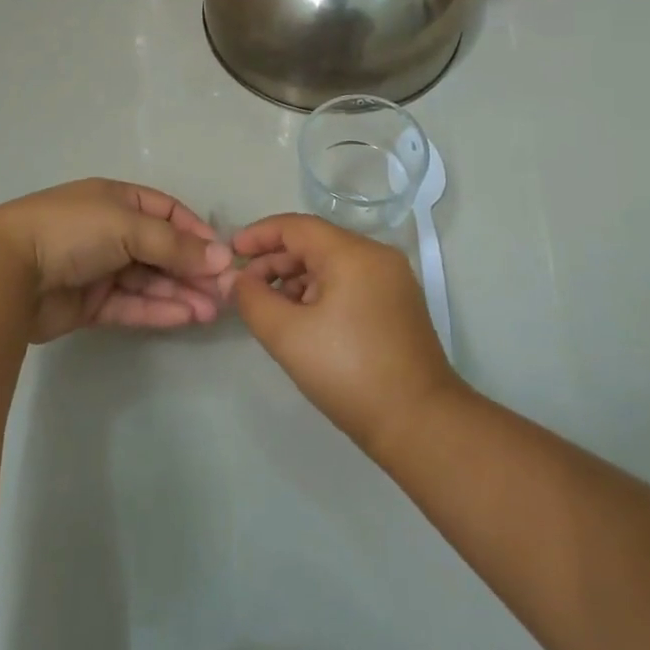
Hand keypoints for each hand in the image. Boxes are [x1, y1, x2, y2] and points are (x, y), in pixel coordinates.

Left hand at [0, 179, 232, 340]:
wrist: (6, 272)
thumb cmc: (72, 231)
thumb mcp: (127, 226)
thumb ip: (175, 246)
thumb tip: (222, 257)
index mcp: (117, 200)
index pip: (168, 213)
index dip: (196, 233)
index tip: (223, 256)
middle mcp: (110, 231)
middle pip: (162, 250)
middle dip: (193, 269)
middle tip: (225, 293)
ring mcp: (100, 268)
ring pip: (150, 281)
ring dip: (181, 293)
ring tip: (212, 311)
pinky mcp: (90, 304)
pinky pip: (132, 305)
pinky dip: (159, 310)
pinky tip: (186, 318)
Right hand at [230, 214, 464, 453]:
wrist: (419, 423)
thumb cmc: (349, 372)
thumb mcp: (288, 336)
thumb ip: (254, 300)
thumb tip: (237, 280)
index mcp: (353, 253)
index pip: (296, 226)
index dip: (259, 235)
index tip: (230, 252)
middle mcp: (377, 255)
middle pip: (315, 242)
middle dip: (275, 261)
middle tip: (245, 289)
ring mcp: (392, 279)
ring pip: (332, 263)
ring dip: (296, 279)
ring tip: (270, 309)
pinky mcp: (398, 303)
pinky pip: (350, 281)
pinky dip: (321, 291)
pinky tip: (303, 319)